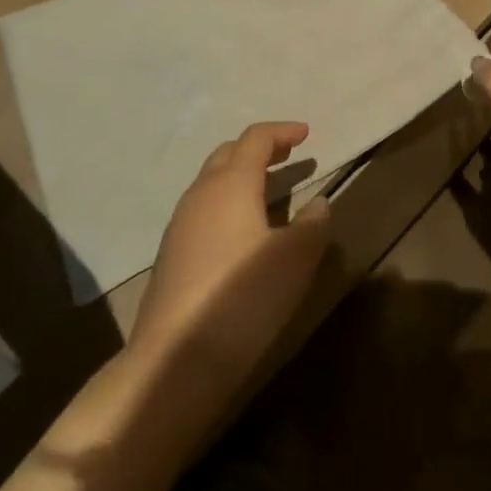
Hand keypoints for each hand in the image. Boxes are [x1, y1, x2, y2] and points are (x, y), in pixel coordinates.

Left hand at [128, 122, 329, 417]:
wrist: (175, 358)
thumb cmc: (243, 297)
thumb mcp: (295, 258)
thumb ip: (313, 224)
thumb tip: (318, 202)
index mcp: (231, 184)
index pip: (255, 139)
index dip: (282, 131)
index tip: (307, 133)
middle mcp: (201, 194)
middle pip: (228, 153)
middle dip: (259, 149)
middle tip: (288, 155)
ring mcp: (180, 224)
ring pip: (212, 181)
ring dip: (241, 175)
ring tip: (270, 190)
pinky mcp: (172, 253)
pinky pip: (203, 208)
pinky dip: (228, 202)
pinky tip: (242, 229)